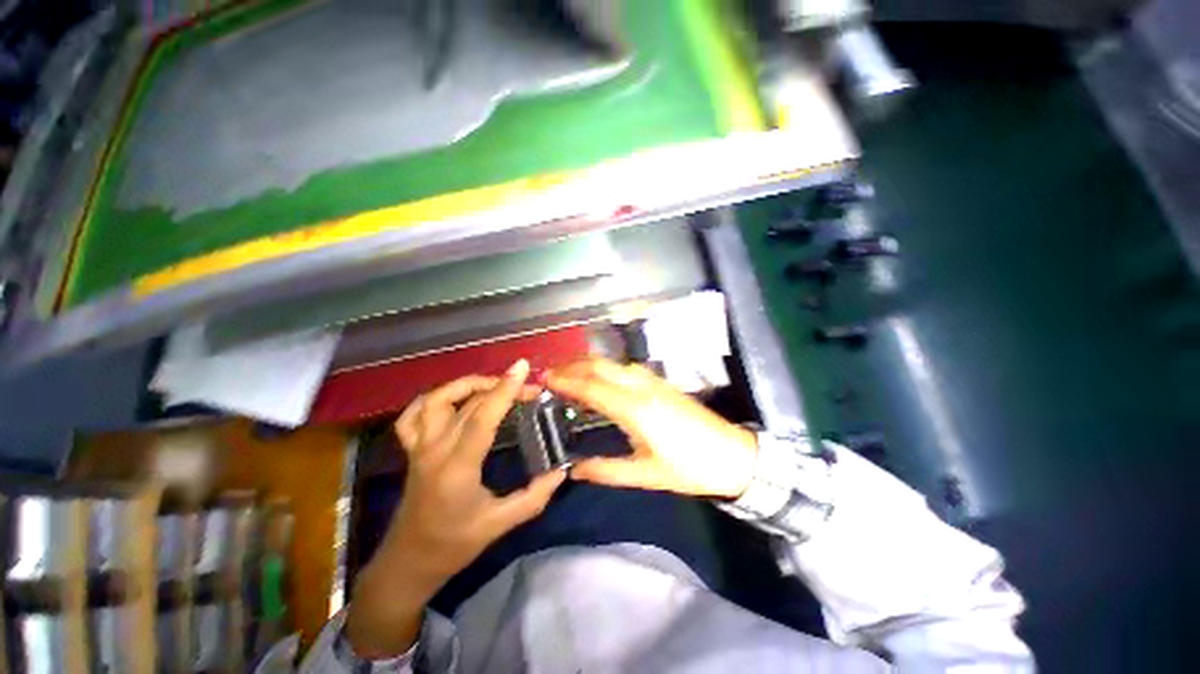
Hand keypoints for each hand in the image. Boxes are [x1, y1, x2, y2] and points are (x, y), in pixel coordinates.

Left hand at [347, 360, 565, 657]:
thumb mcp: (499, 525)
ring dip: (466, 385)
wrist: (408, 562)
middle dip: (500, 387)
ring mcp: (418, 448)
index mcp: (457, 468)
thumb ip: (534, 497)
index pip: (482, 418)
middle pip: (467, 403)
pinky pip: (412, 416)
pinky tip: (452, 399)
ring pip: (436, 400)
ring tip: (492, 385)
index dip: (503, 390)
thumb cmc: (454, 545)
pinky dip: (432, 399)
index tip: (522, 368)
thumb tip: (562, 471)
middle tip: (528, 388)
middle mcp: (434, 451)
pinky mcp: (411, 450)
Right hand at [546, 359, 757, 498]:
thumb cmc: (689, 468)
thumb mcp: (646, 475)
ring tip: (570, 375)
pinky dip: (606, 369)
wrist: (732, 455)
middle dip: (573, 366)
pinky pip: (626, 368)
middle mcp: (642, 387)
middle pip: (601, 366)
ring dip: (589, 365)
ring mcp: (654, 381)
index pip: (592, 387)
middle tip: (551, 374)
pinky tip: (601, 379)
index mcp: (635, 409)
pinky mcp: (661, 383)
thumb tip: (574, 470)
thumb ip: (607, 471)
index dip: (567, 381)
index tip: (546, 379)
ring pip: (614, 363)